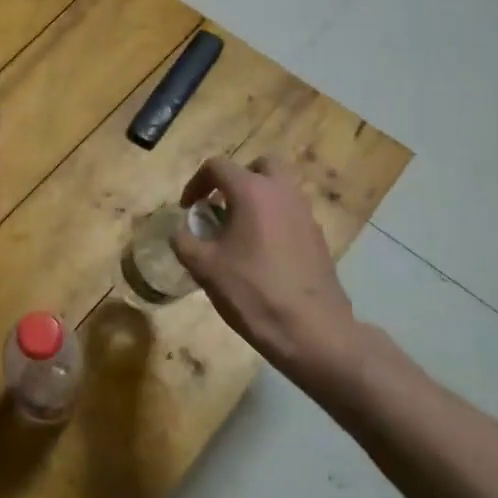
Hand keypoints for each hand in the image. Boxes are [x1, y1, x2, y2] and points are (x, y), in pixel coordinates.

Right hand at [170, 155, 355, 381]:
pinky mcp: (318, 237)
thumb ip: (184, 242)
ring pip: (279, 189)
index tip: (188, 209)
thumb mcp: (204, 268)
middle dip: (236, 180)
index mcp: (252, 191)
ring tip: (238, 233)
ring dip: (257, 200)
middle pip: (259, 166)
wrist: (312, 331)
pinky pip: (291, 214)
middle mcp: (282, 192)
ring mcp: (305, 214)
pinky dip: (274, 220)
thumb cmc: (253, 292)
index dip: (196, 183)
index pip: (217, 166)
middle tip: (220, 207)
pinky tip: (262, 255)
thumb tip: (180, 232)